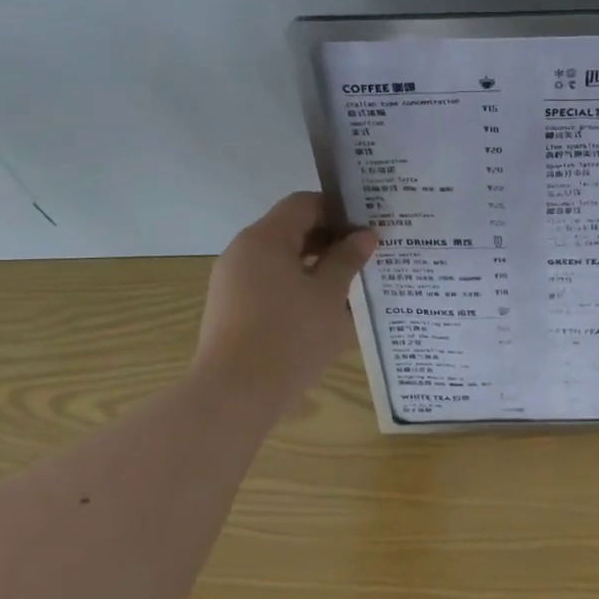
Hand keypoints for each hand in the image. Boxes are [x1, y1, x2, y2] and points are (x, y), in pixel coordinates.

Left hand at [193, 192, 375, 404]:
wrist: (234, 395)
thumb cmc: (290, 337)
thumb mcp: (329, 295)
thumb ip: (347, 260)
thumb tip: (364, 235)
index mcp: (265, 238)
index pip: (303, 204)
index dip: (338, 210)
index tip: (367, 228)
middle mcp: (243, 252)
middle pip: (290, 229)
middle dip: (329, 239)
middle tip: (366, 255)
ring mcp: (232, 282)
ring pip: (281, 259)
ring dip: (315, 265)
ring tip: (349, 285)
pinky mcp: (231, 309)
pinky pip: (269, 283)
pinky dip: (296, 286)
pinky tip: (322, 310)